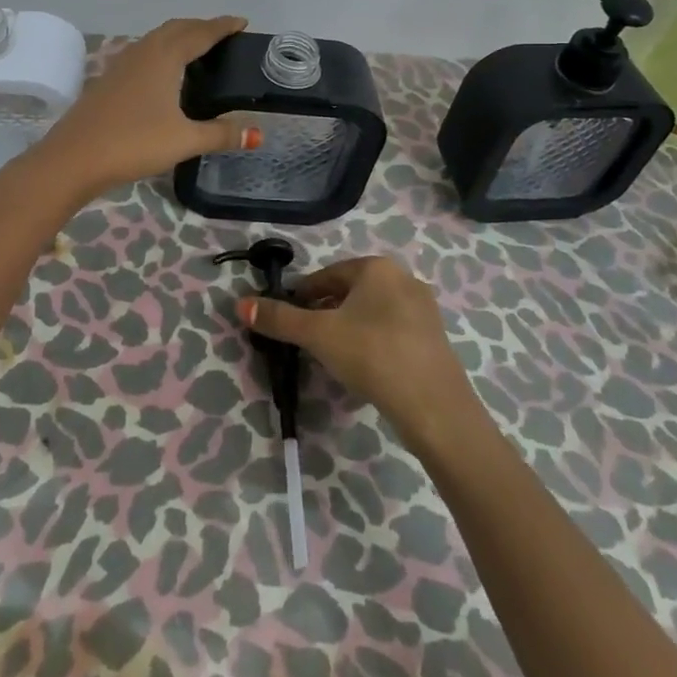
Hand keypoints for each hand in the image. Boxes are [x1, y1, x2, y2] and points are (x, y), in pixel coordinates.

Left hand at [37, 16, 254, 195]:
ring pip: (156, 39)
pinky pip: (143, 53)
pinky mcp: (109, 80)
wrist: (74, 158)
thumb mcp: (184, 140)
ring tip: (198, 51)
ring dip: (179, 37)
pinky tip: (164, 74)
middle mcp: (143, 52)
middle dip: (201, 27)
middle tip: (224, 36)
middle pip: (177, 29)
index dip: (222, 26)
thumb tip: (256, 133)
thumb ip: (221, 134)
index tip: (242, 22)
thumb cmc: (134, 143)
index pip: (200, 33)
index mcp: (164, 57)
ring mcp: (122, 64)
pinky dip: (162, 52)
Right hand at [239, 254, 480, 454]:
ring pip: (372, 312)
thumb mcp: (319, 335)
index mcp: (377, 267)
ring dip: (348, 328)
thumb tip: (240, 304)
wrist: (436, 408)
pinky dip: (372, 343)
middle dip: (325, 312)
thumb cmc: (373, 355)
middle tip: (305, 339)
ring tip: (330, 355)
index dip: (302, 296)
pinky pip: (392, 332)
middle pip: (350, 292)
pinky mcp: (434, 340)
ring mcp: (424, 310)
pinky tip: (363, 369)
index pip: (327, 275)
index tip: (286, 318)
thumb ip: (280, 319)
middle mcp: (403, 279)